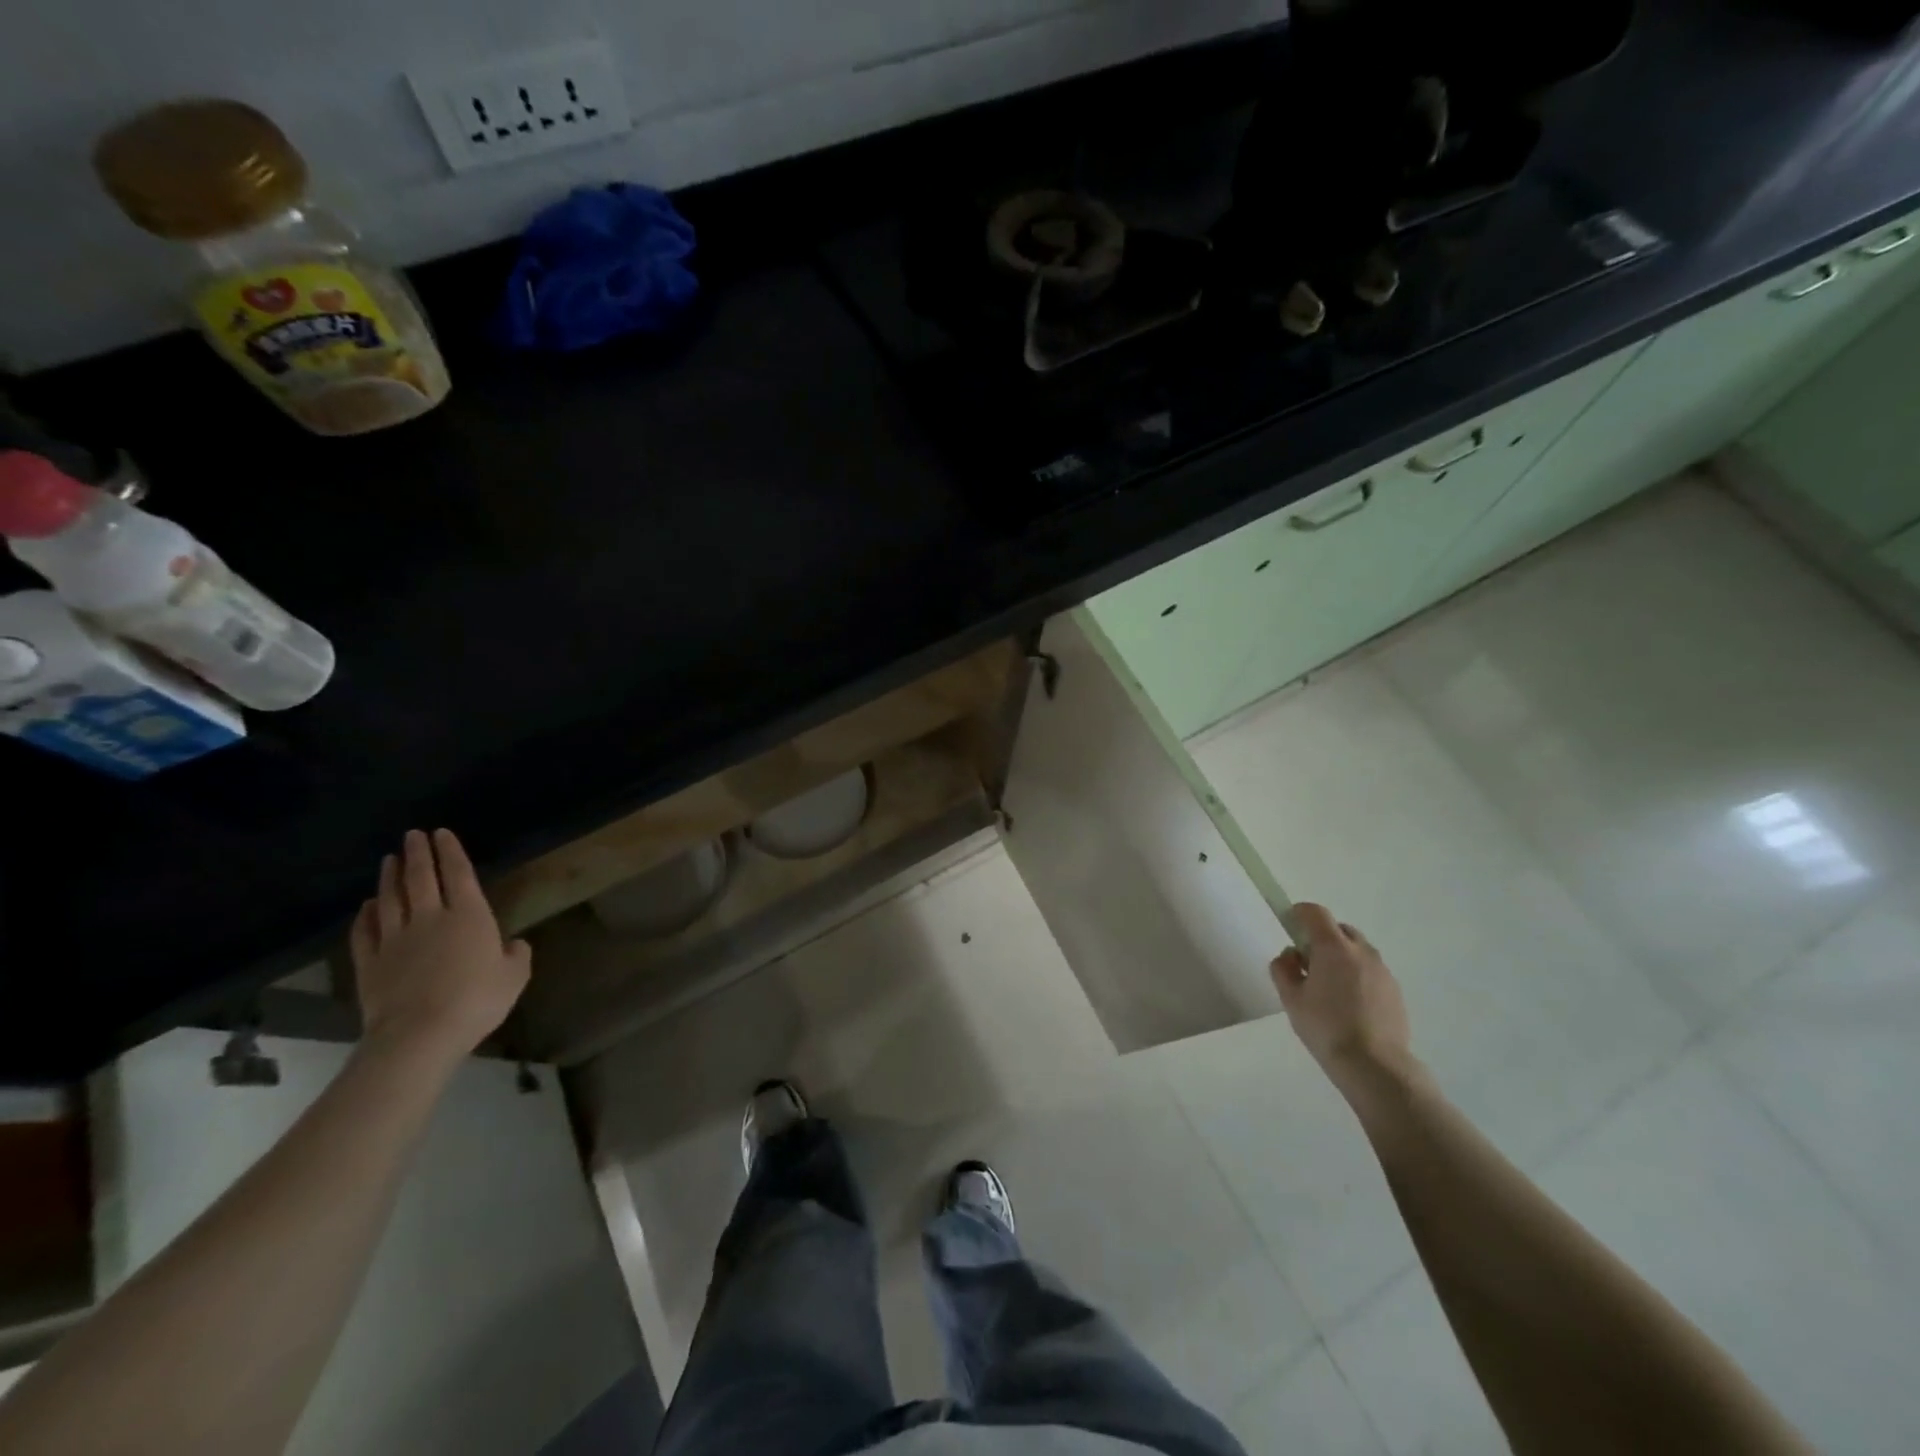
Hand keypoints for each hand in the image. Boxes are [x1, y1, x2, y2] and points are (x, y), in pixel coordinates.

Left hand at [349, 829, 530, 1064]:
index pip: (459, 874)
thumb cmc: (476, 1000)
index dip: (450, 852)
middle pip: (420, 879)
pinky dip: (366, 915)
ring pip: (390, 899)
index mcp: (469, 916)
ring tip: (389, 859)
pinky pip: (365, 932)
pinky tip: (367, 906)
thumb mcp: (514, 977)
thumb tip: (514, 944)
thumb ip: (517, 955)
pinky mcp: (370, 963)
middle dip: (418, 854)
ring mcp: (395, 940)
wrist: (419, 1034)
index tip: (442, 833)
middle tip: (413, 835)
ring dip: (389, 877)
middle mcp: (430, 919)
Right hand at [1271, 903, 1416, 1094]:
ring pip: (1357, 950)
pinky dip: (1357, 975)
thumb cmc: (1325, 1027)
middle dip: (1321, 937)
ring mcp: (1382, 970)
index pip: (1315, 913)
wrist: (1374, 1065)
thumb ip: (1283, 969)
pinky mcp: (1395, 990)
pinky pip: (1371, 971)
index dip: (1299, 913)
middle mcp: (1361, 951)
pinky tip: (1349, 1004)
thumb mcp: (1290, 998)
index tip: (1290, 924)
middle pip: (1339, 929)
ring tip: (1330, 988)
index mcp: (1333, 947)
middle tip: (1308, 963)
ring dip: (1341, 957)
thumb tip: (1290, 956)